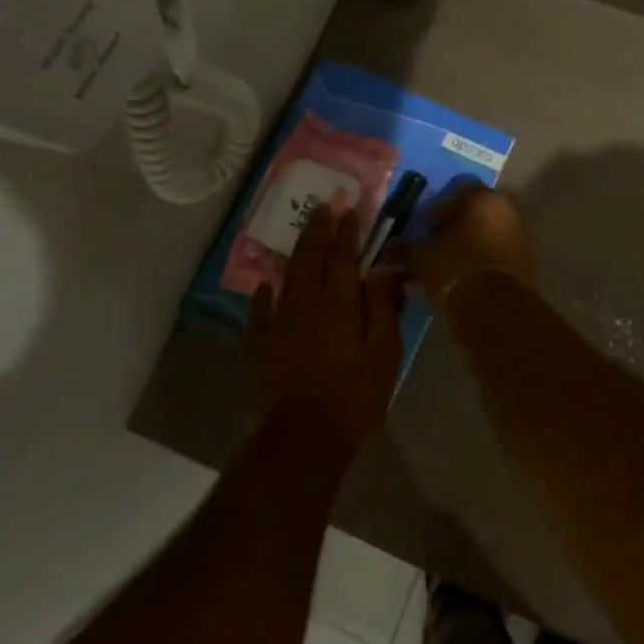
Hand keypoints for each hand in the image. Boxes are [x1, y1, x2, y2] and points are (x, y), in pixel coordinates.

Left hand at [248, 204, 403, 452]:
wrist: (303, 436)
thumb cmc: (353, 396)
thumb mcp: (384, 353)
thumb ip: (381, 307)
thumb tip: (380, 269)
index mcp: (338, 303)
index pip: (343, 257)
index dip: (347, 232)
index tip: (349, 210)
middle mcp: (306, 303)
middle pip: (311, 257)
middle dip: (318, 230)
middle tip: (322, 207)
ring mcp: (279, 323)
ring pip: (286, 278)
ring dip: (295, 253)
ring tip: (301, 235)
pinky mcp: (261, 345)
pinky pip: (259, 311)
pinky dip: (262, 294)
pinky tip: (264, 284)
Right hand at [396, 184, 534, 308]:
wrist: (493, 309)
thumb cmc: (454, 267)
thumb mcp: (421, 257)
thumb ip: (404, 249)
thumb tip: (389, 248)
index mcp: (483, 198)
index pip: (456, 192)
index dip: (437, 210)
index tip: (423, 228)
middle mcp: (506, 211)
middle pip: (473, 215)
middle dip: (452, 229)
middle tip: (432, 247)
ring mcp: (519, 237)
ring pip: (484, 236)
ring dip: (465, 247)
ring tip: (443, 268)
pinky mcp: (524, 263)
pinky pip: (495, 255)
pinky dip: (478, 262)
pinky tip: (460, 279)